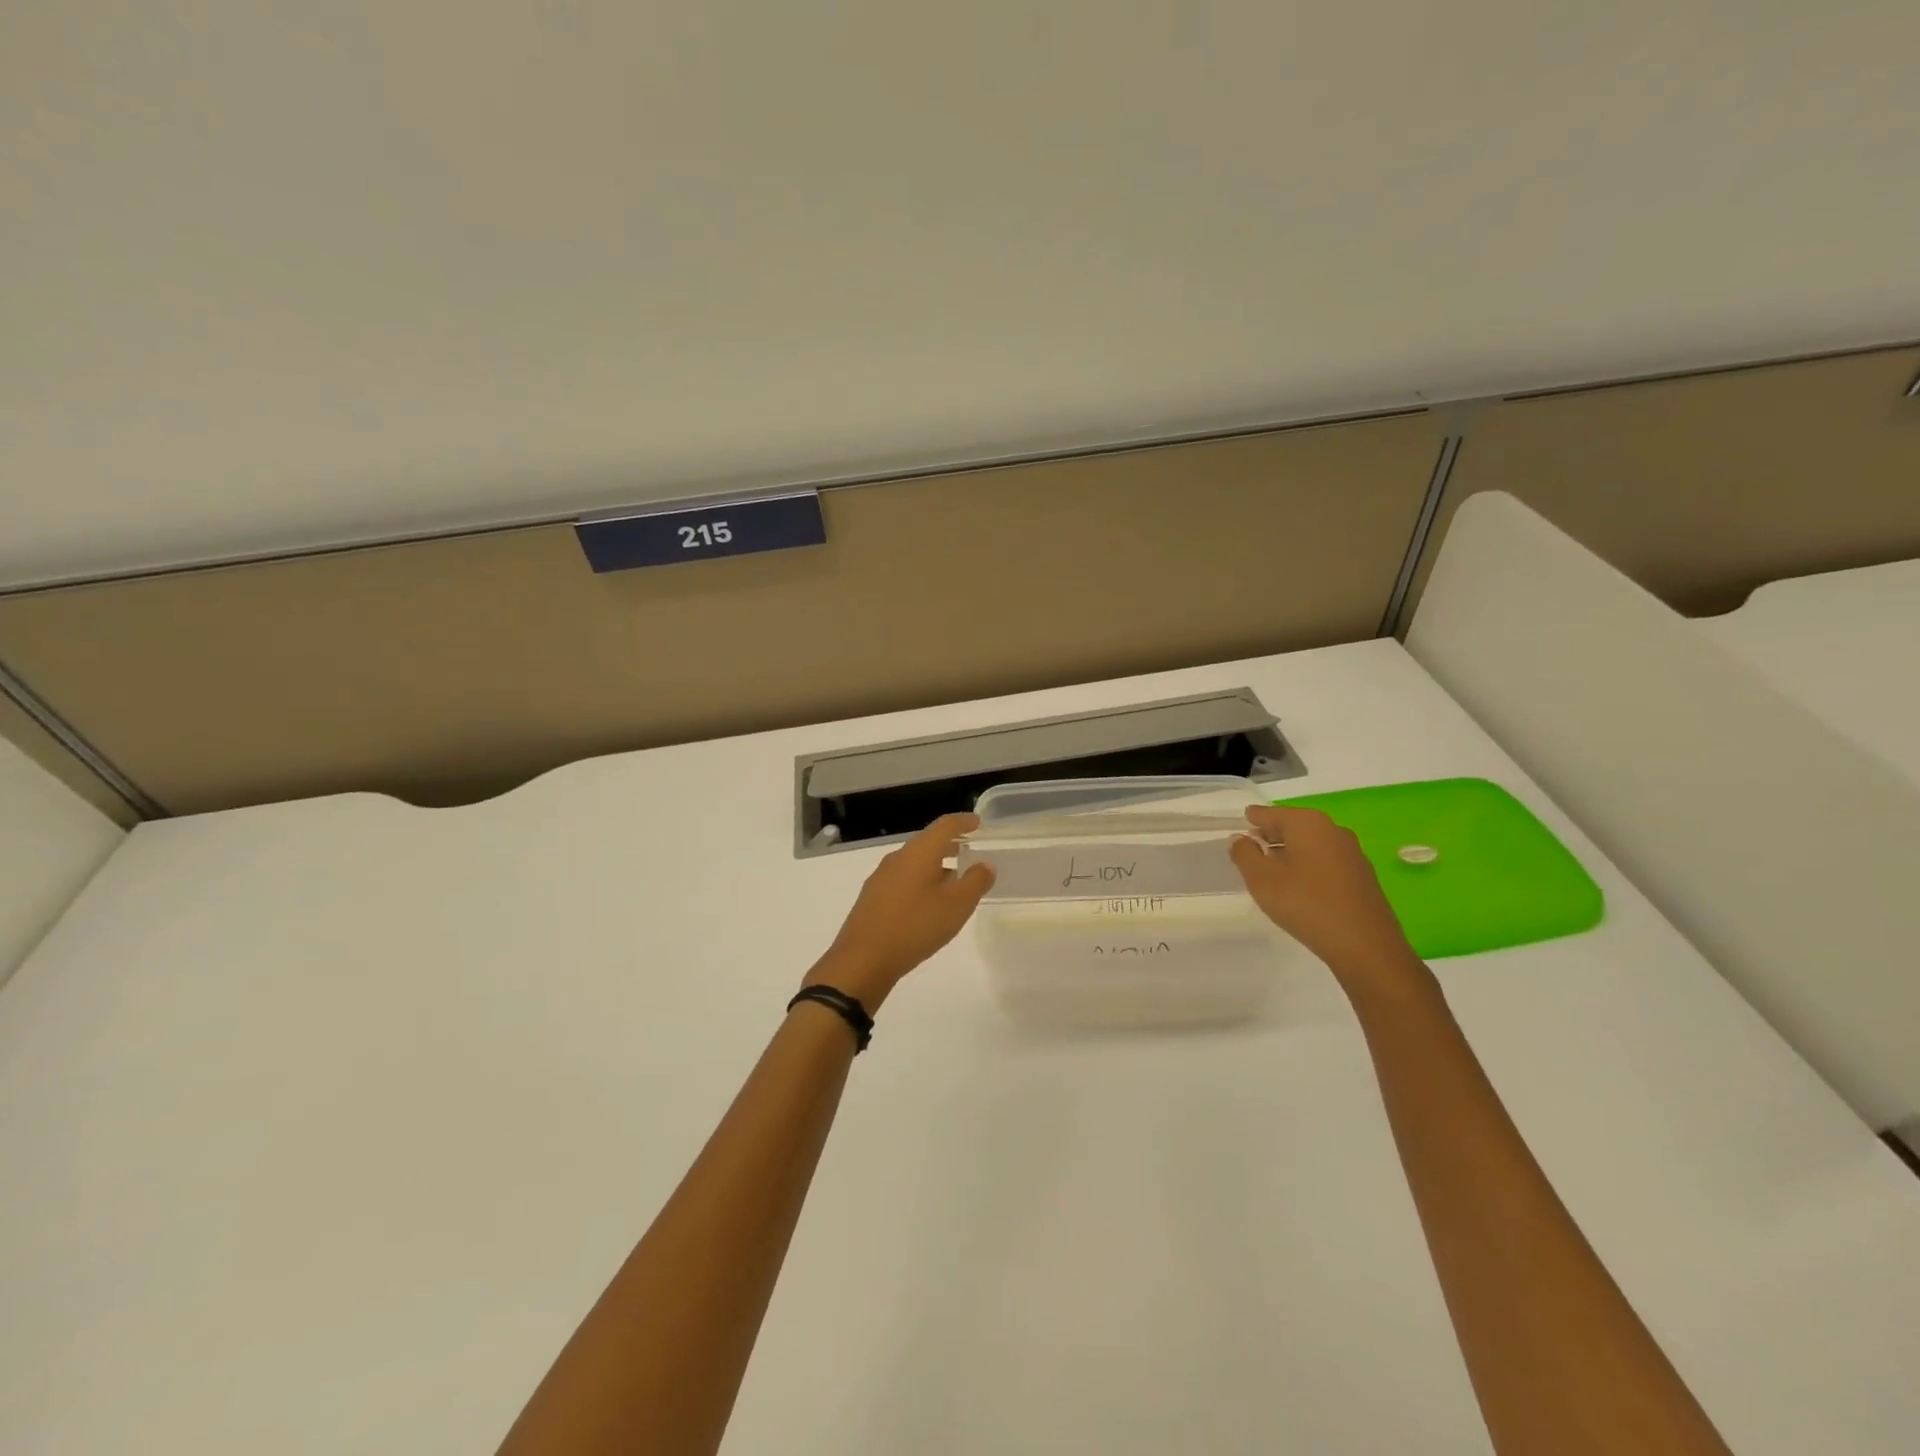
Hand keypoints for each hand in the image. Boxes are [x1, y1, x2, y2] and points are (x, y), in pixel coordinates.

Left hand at [806, 813, 995, 1008]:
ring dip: (936, 864)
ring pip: (914, 861)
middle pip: (927, 842)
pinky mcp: (873, 898)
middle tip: (969, 849)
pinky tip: (929, 901)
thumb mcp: (956, 906)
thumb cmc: (915, 926)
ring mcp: (881, 877)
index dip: (964, 822)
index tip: (978, 823)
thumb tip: (985, 865)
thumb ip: (975, 882)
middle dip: (950, 843)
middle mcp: (898, 858)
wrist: (863, 960)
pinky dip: (922, 880)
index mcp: (918, 853)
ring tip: (954, 878)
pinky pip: (904, 878)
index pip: (945, 825)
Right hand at [1229, 804, 1429, 997]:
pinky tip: (1299, 886)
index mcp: (1307, 823)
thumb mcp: (1261, 879)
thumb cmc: (1306, 904)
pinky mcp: (1362, 875)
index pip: (1271, 813)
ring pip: (1311, 843)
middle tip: (1251, 848)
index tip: (1241, 823)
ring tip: (1271, 870)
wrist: (1365, 945)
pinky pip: (1326, 860)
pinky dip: (1308, 865)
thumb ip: (1244, 854)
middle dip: (1271, 835)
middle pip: (1293, 825)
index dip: (1253, 818)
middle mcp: (1332, 829)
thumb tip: (1240, 839)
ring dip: (1290, 852)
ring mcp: (1351, 852)